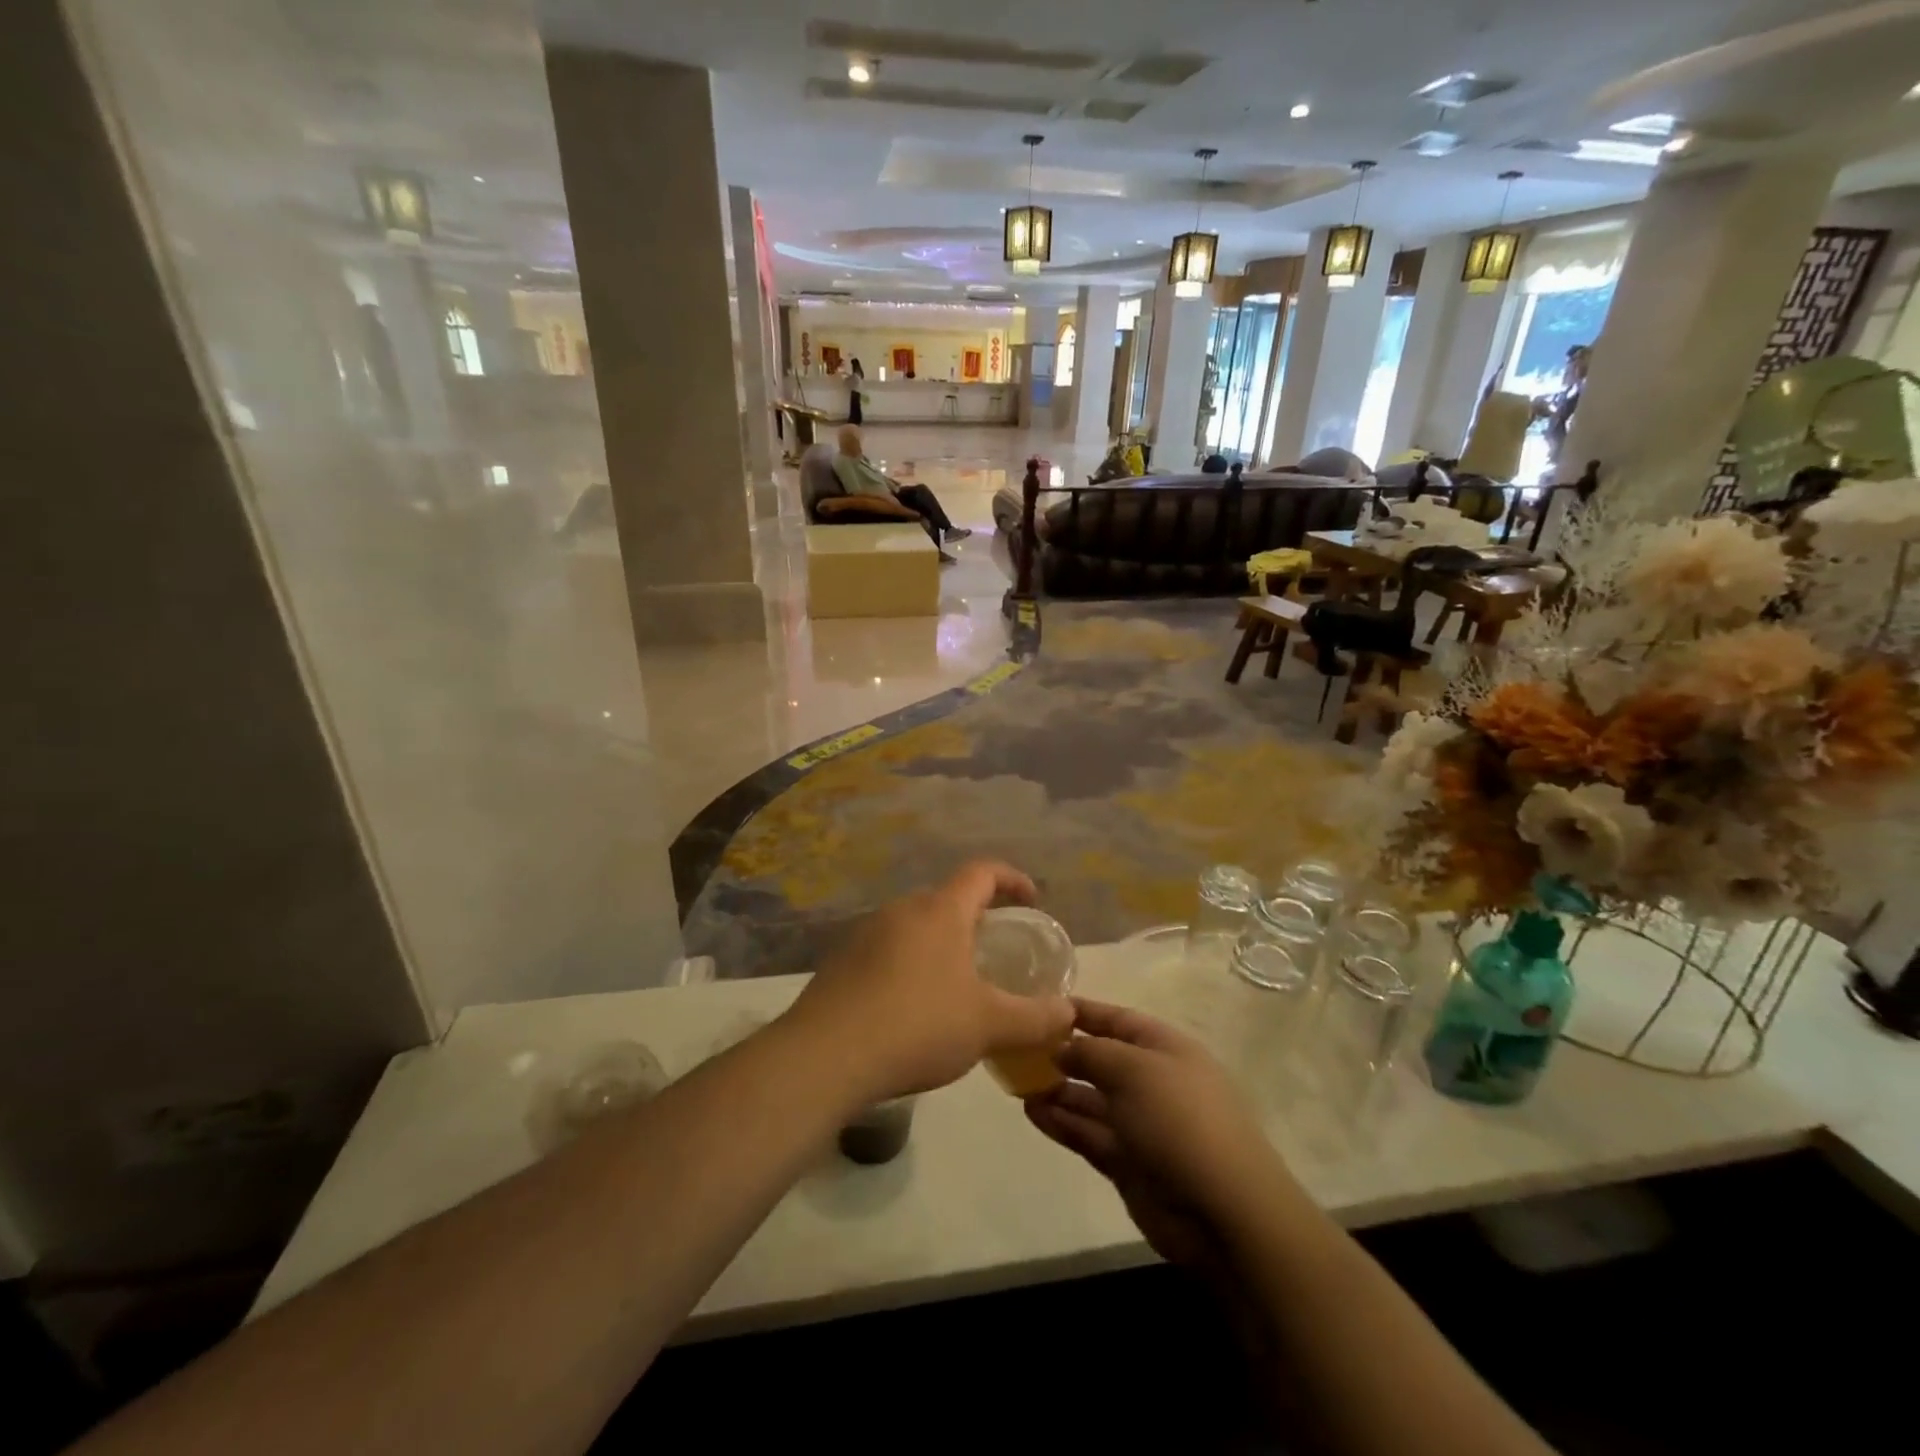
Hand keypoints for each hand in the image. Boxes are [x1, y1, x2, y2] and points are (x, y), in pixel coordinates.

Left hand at [781, 861, 1073, 1105]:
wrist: (825, 1056)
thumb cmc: (918, 1025)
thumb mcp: (988, 1025)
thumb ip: (1035, 1018)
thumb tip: (1069, 1013)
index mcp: (940, 911)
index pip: (982, 872)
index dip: (1011, 878)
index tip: (1030, 899)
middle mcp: (901, 910)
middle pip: (946, 899)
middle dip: (975, 918)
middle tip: (994, 950)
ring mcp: (865, 933)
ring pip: (914, 925)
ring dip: (940, 943)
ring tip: (956, 983)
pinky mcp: (841, 961)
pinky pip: (887, 950)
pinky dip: (909, 965)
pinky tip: (911, 1007)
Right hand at [1025, 1000, 1293, 1273]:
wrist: (1223, 1211)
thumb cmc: (1180, 1120)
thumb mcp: (1134, 1069)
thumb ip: (1091, 1052)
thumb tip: (1061, 1047)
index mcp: (1164, 1049)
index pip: (1117, 1020)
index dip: (1082, 1012)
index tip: (1041, 1006)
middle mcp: (1152, 1081)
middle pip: (1100, 1060)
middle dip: (1063, 1054)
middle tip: (1018, 1049)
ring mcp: (1140, 1124)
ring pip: (1090, 1099)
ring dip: (1056, 1090)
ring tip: (1017, 1084)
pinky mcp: (1127, 1162)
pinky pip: (1088, 1134)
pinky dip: (1061, 1122)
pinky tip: (1031, 1112)